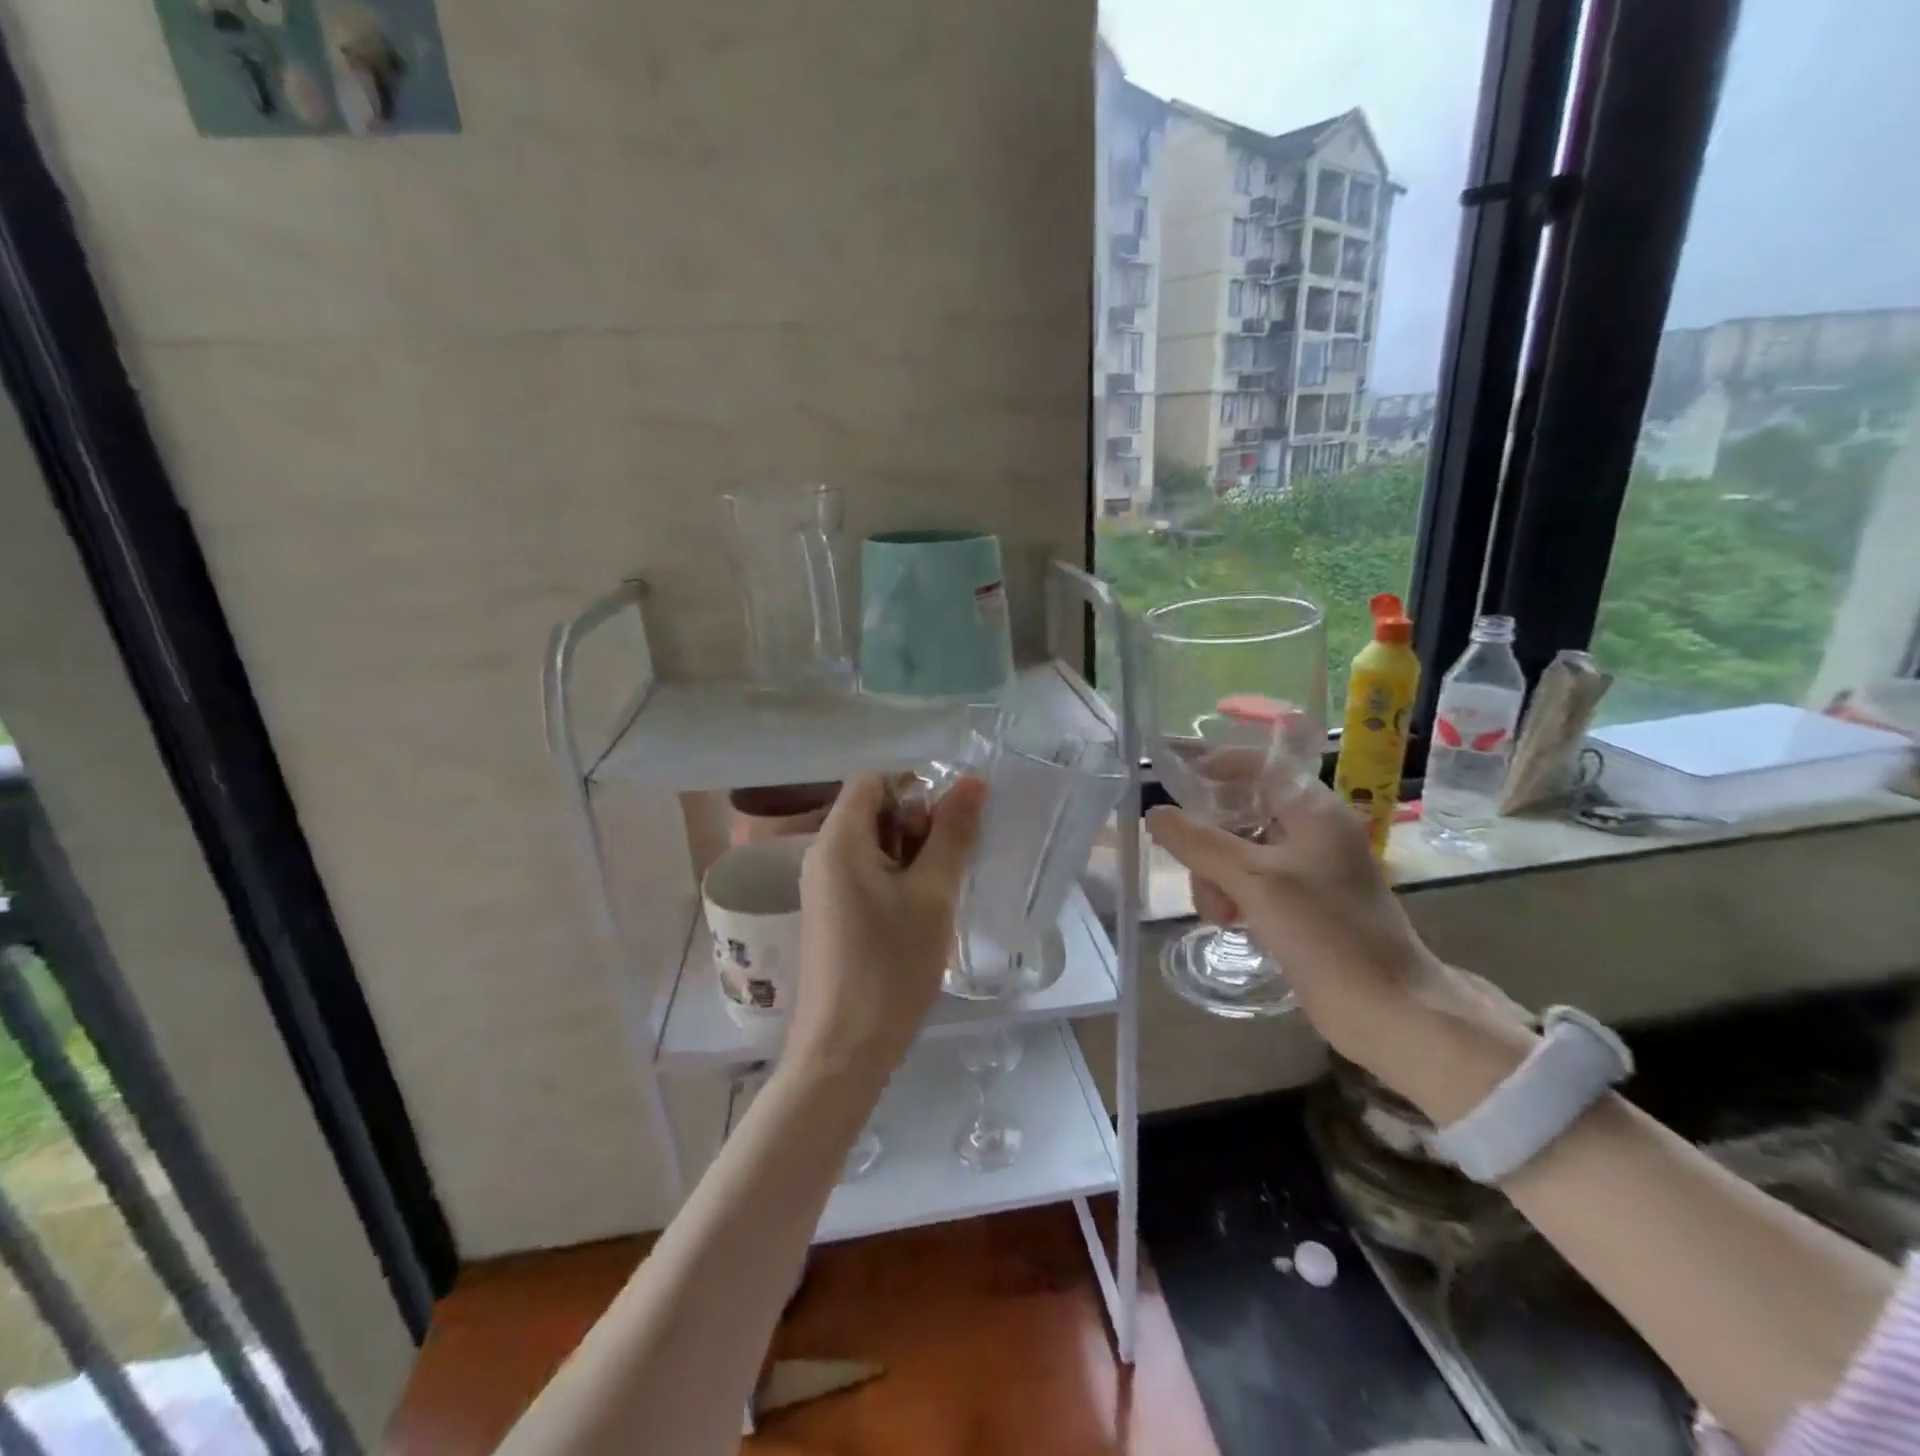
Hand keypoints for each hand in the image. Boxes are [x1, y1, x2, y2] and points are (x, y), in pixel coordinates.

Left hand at [789, 772, 985, 1083]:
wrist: (844, 1050)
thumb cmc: (891, 965)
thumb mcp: (933, 894)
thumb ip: (952, 833)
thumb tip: (972, 781)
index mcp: (839, 840)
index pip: (874, 780)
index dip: (916, 786)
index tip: (952, 821)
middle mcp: (822, 855)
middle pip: (873, 811)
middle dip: (917, 825)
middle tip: (950, 864)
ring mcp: (823, 888)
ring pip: (873, 846)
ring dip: (912, 856)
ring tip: (940, 893)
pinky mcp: (830, 915)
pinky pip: (866, 876)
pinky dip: (897, 880)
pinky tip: (921, 914)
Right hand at [1146, 779, 1534, 1121]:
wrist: (1392, 1011)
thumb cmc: (1328, 935)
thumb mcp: (1255, 881)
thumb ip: (1200, 843)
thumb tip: (1155, 812)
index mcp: (1314, 811)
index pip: (1257, 764)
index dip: (1214, 767)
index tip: (1173, 786)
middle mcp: (1313, 831)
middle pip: (1241, 810)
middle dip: (1208, 839)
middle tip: (1195, 874)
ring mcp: (1310, 869)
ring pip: (1241, 850)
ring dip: (1216, 874)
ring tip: (1218, 915)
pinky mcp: (1306, 903)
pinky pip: (1254, 881)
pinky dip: (1234, 894)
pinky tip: (1230, 921)